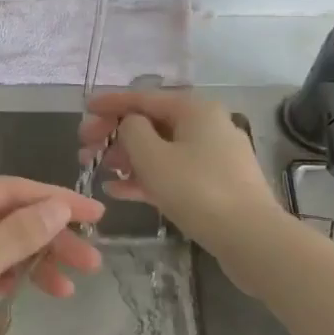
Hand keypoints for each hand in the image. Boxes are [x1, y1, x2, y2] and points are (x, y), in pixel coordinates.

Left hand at [0, 177, 104, 334]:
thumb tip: (59, 206)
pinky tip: (24, 292)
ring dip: (29, 262)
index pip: (11, 191)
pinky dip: (1, 278)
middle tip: (91, 263)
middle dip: (48, 238)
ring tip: (67, 289)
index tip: (97, 217)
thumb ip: (15, 236)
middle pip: (4, 218)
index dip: (57, 201)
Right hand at [79, 91, 280, 263]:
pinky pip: (172, 173)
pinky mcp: (213, 184)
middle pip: (151, 124)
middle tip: (85, 149)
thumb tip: (130, 124)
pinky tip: (117, 191)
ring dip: (126, 158)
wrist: (250, 237)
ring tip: (98, 172)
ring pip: (160, 150)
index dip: (110, 102)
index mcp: (194, 109)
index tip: (84, 108)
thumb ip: (131, 131)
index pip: (143, 97)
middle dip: (114, 135)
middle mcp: (206, 125)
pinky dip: (145, 178)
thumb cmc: (196, 189)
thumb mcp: (152, 156)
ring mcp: (212, 156)